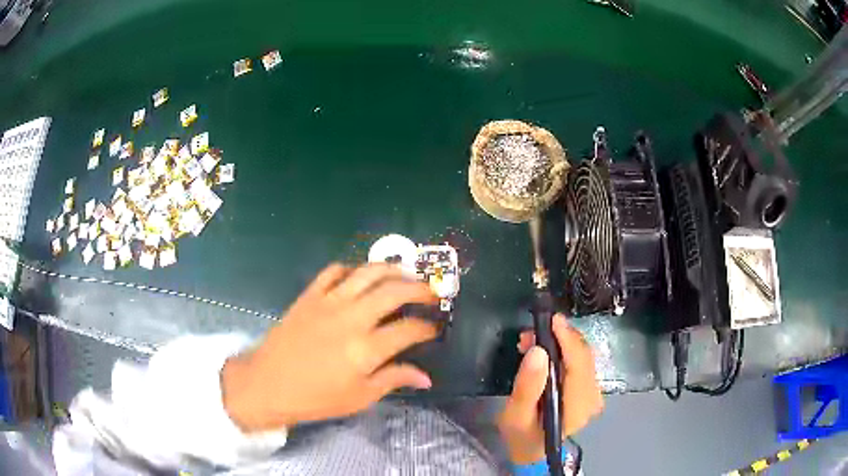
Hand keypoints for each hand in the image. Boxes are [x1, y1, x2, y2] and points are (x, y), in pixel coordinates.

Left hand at [221, 263, 439, 431]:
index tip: (434, 328)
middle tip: (431, 293)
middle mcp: (351, 318)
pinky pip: (334, 271)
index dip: (428, 327)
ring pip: (368, 272)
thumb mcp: (360, 397)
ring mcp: (328, 301)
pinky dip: (352, 270)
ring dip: (393, 270)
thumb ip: (393, 379)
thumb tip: (425, 378)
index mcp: (365, 349)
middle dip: (421, 289)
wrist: (268, 384)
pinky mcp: (309, 295)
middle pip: (395, 291)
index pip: (409, 329)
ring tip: (406, 275)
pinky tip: (359, 278)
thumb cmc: (316, 398)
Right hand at [497, 314, 603, 464]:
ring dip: (560, 344)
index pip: (579, 364)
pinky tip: (544, 353)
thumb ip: (527, 386)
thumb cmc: (522, 435)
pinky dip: (563, 352)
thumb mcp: (515, 415)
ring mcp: (593, 393)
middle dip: (559, 338)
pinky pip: (581, 363)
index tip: (552, 320)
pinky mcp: (589, 390)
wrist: (532, 451)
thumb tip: (538, 351)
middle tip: (529, 335)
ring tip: (531, 343)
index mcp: (577, 407)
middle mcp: (592, 397)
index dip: (568, 339)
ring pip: (582, 357)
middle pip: (583, 357)